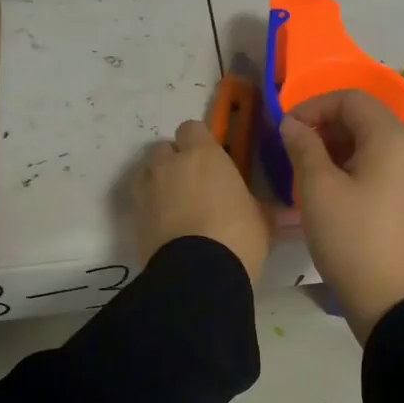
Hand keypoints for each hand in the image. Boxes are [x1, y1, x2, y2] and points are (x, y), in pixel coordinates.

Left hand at [131, 119, 270, 282]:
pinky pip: (139, 202)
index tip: (211, 160)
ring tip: (174, 205)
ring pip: (146, 172)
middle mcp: (169, 164)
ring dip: (157, 181)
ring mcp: (146, 190)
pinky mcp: (133, 218)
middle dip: (174, 160)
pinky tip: (164, 226)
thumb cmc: (238, 236)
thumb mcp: (262, 218)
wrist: (198, 274)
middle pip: (162, 148)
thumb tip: (270, 207)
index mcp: (203, 155)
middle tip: (192, 183)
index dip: (200, 142)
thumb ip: (256, 203)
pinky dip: (149, 208)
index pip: (192, 128)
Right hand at [280, 90, 403, 344]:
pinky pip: (383, 167)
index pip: (352, 99)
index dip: (314, 106)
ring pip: (374, 143)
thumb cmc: (351, 239)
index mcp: (393, 139)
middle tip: (295, 152)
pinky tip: (333, 192)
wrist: (392, 299)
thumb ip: (303, 147)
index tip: (287, 130)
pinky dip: (356, 167)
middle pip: (366, 118)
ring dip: (339, 148)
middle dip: (326, 127)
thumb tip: (293, 124)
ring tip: (309, 173)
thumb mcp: (317, 190)